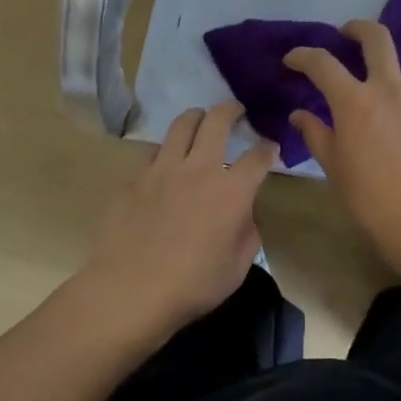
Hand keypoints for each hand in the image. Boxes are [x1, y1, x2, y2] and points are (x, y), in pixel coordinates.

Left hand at [83, 102, 278, 336]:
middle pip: (218, 121)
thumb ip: (247, 234)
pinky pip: (153, 151)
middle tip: (236, 110)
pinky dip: (165, 149)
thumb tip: (243, 214)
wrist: (130, 291)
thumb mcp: (237, 268)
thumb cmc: (192, 286)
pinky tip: (165, 159)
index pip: (258, 157)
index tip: (270, 148)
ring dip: (196, 117)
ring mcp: (164, 169)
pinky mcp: (135, 178)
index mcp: (232, 191)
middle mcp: (200, 169)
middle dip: (231, 110)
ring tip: (199, 118)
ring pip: (182, 124)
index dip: (268, 148)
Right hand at [283, 22, 400, 264]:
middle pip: (376, 39)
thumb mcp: (332, 164)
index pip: (322, 64)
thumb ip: (315, 133)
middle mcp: (387, 88)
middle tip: (348, 33)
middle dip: (357, 28)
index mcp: (354, 102)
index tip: (292, 59)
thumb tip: (299, 115)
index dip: (302, 56)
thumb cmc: (367, 195)